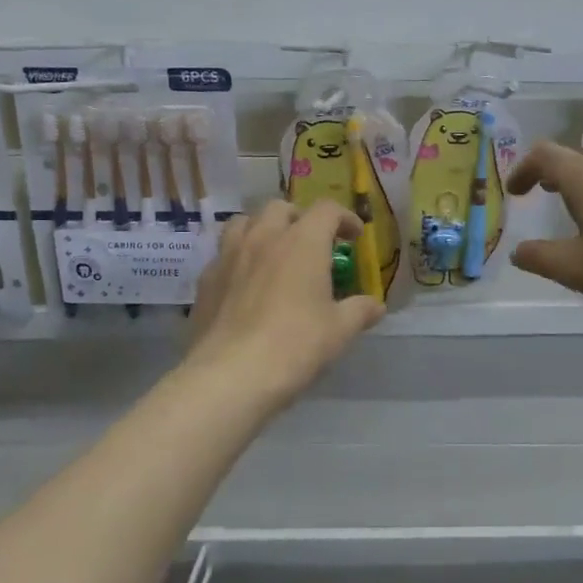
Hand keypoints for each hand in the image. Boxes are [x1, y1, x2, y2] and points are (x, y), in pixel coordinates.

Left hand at [186, 199, 383, 404]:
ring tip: (273, 251)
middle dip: (300, 218)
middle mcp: (264, 238)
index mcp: (302, 242)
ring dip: (263, 229)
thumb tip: (376, 306)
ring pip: (244, 222)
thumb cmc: (295, 345)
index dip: (344, 218)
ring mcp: (229, 256)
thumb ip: (360, 311)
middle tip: (312, 243)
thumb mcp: (339, 331)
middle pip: (281, 207)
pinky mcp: (205, 279)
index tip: (354, 237)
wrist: (231, 374)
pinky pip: (223, 254)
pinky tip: (246, 282)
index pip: (326, 210)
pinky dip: (239, 257)